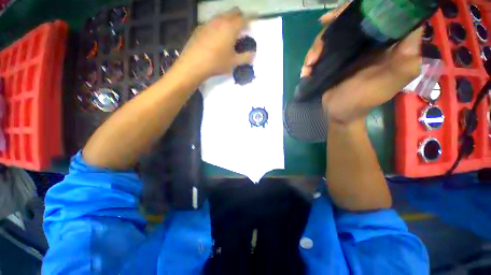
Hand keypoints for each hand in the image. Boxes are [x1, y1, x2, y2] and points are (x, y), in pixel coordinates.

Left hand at [176, 8, 254, 81]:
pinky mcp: (200, 27)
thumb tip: (253, 55)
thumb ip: (245, 58)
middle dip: (240, 17)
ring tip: (230, 32)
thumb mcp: (233, 62)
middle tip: (243, 27)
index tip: (254, 20)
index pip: (244, 18)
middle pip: (233, 12)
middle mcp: (220, 20)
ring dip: (229, 20)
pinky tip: (216, 37)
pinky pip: (212, 22)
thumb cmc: (216, 63)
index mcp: (231, 28)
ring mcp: (209, 22)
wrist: (194, 64)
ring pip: (222, 15)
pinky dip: (218, 25)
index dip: (251, 19)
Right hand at [301, 4, 421, 123]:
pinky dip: (312, 57)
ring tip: (310, 63)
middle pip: (353, 20)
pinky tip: (307, 69)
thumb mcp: (388, 83)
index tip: (352, 7)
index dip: (370, 5)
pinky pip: (321, 51)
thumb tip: (414, 24)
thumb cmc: (362, 101)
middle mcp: (366, 44)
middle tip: (323, 23)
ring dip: (318, 45)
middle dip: (337, 20)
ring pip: (333, 34)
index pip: (383, 14)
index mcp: (385, 45)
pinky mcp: (332, 61)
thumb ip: (406, 58)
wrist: (338, 114)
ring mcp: (347, 52)